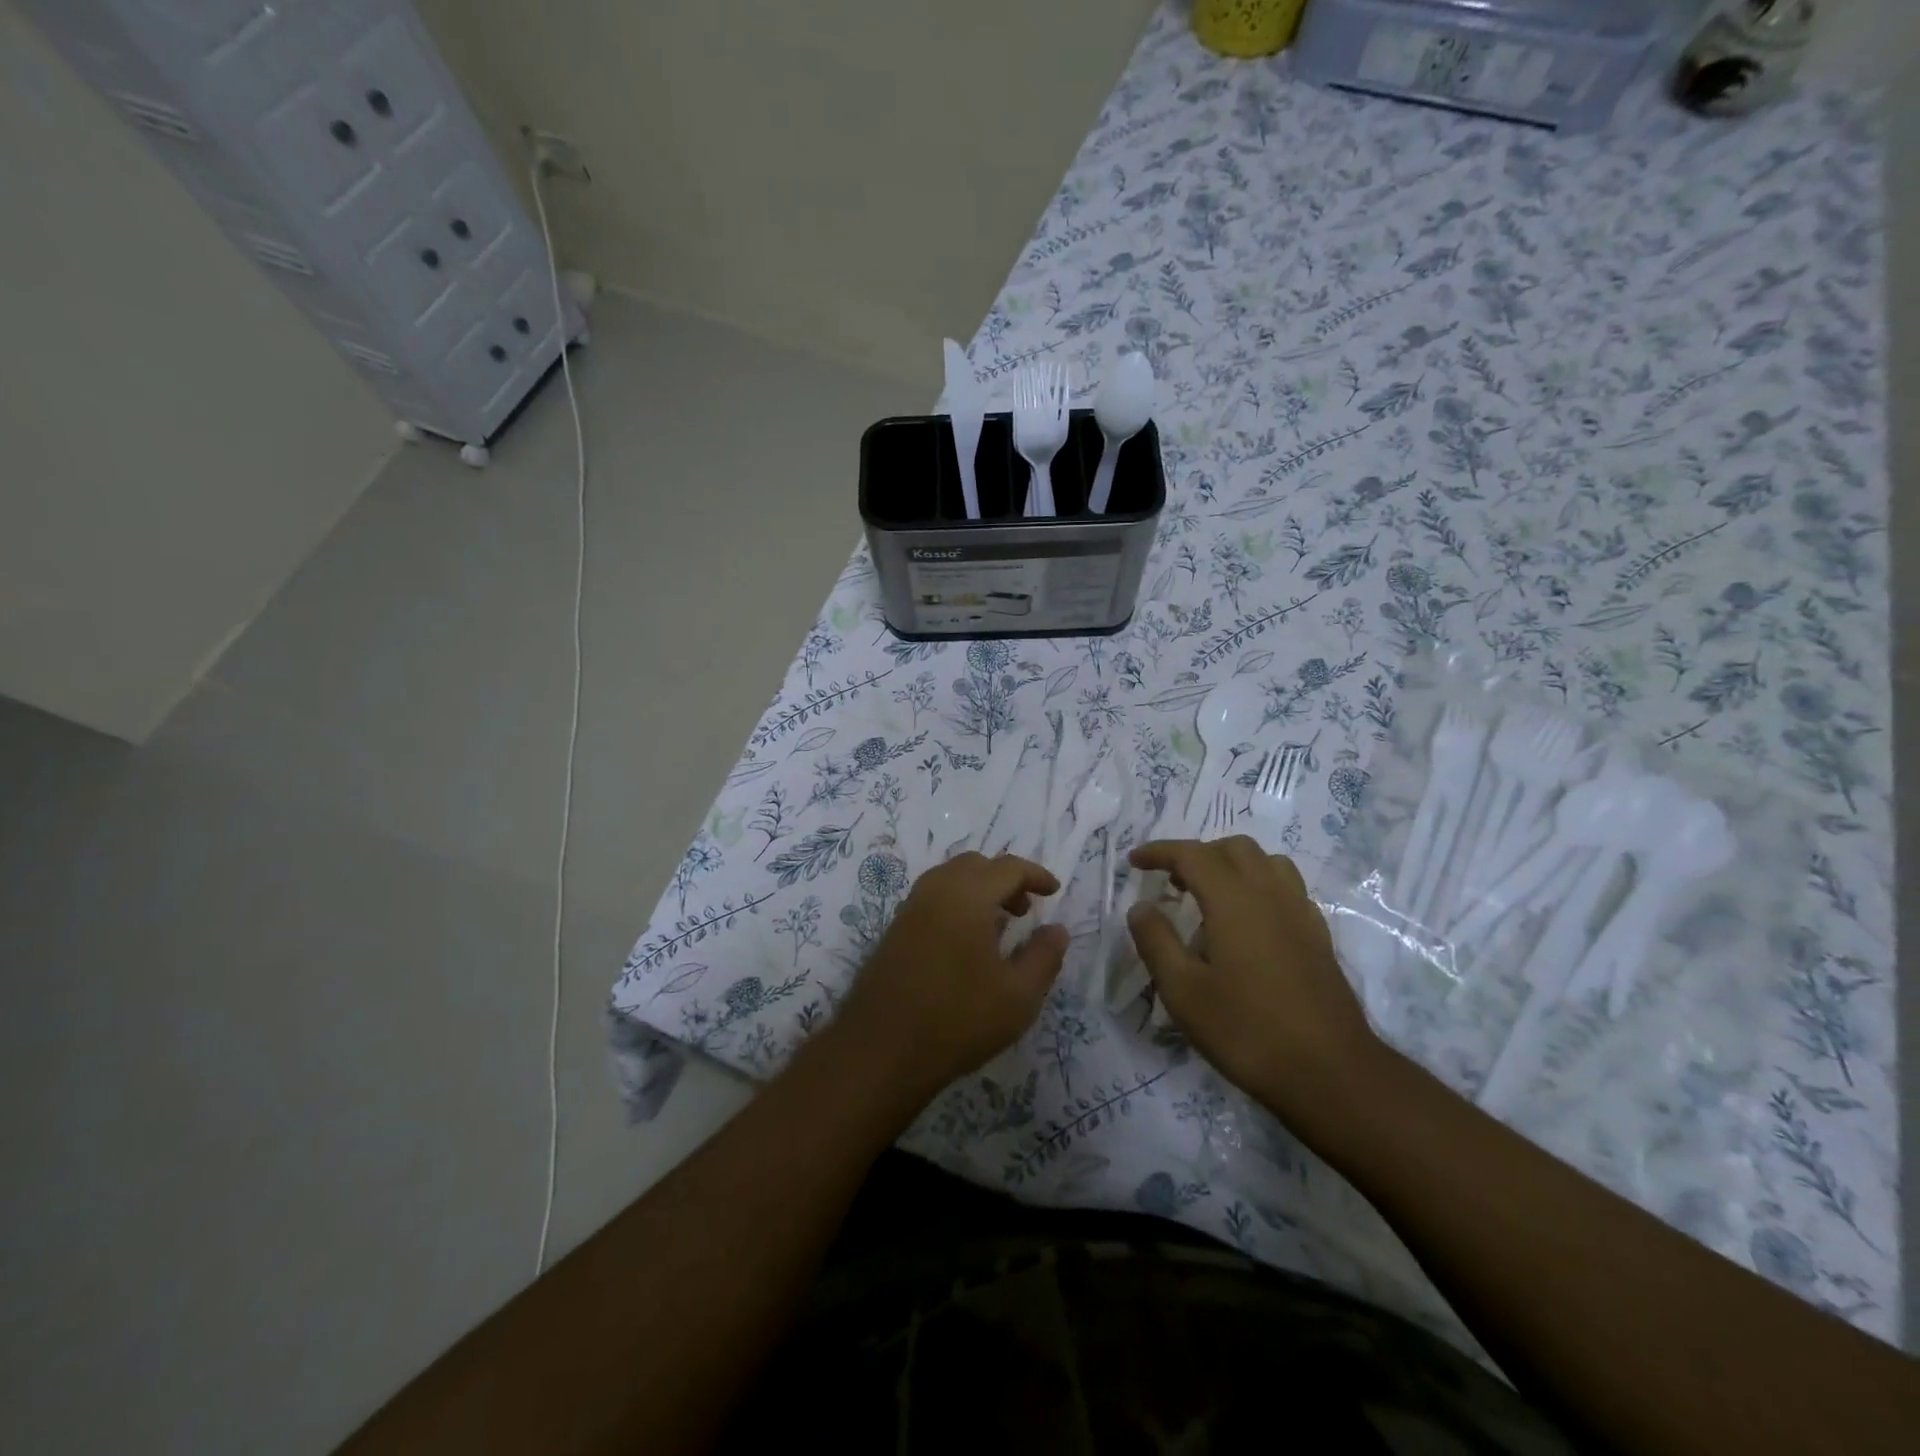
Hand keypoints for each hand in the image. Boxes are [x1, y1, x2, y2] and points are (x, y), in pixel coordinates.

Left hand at [836, 852, 1070, 1099]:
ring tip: (998, 926)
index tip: (1053, 891)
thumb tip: (1056, 929)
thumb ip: (1044, 956)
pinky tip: (965, 943)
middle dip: (1005, 879)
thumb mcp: (1019, 996)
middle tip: (1025, 911)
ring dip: (979, 889)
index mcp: (967, 895)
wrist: (882, 1050)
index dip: (1035, 875)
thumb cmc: (959, 1019)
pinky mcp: (894, 930)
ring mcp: (909, 909)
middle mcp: (935, 890)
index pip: (1008, 867)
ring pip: (950, 878)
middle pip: (976, 865)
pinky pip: (932, 898)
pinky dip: (956, 903)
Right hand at [1126, 837, 1382, 1122]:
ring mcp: (1300, 914)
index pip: (1192, 854)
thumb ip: (1156, 942)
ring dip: (1232, 864)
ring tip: (1210, 894)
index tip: (1134, 861)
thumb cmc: (1247, 1031)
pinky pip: (1287, 888)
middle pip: (1233, 848)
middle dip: (1197, 854)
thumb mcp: (1183, 992)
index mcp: (1234, 901)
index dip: (1160, 851)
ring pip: (1266, 862)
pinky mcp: (1318, 936)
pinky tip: (1248, 921)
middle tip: (1171, 882)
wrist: (1330, 1073)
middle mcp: (1270, 895)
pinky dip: (1259, 886)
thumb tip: (1141, 907)